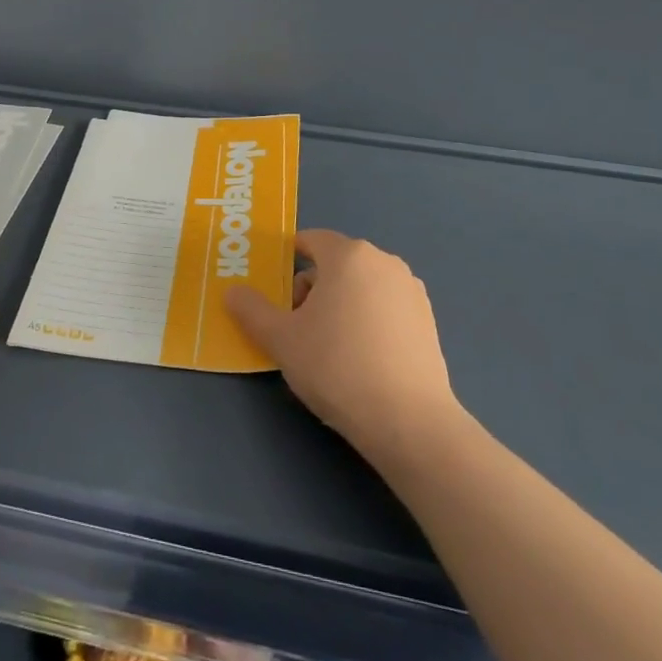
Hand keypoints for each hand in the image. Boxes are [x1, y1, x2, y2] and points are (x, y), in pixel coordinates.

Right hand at [227, 228, 459, 462]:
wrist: (408, 420)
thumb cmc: (337, 367)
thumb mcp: (281, 339)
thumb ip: (252, 310)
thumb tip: (233, 292)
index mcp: (348, 255)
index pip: (311, 240)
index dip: (288, 259)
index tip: (275, 291)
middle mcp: (384, 262)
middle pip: (336, 264)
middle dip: (312, 287)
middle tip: (296, 327)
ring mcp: (411, 290)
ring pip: (361, 286)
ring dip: (340, 304)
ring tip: (327, 347)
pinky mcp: (429, 320)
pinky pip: (385, 307)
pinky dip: (368, 320)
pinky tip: (361, 359)